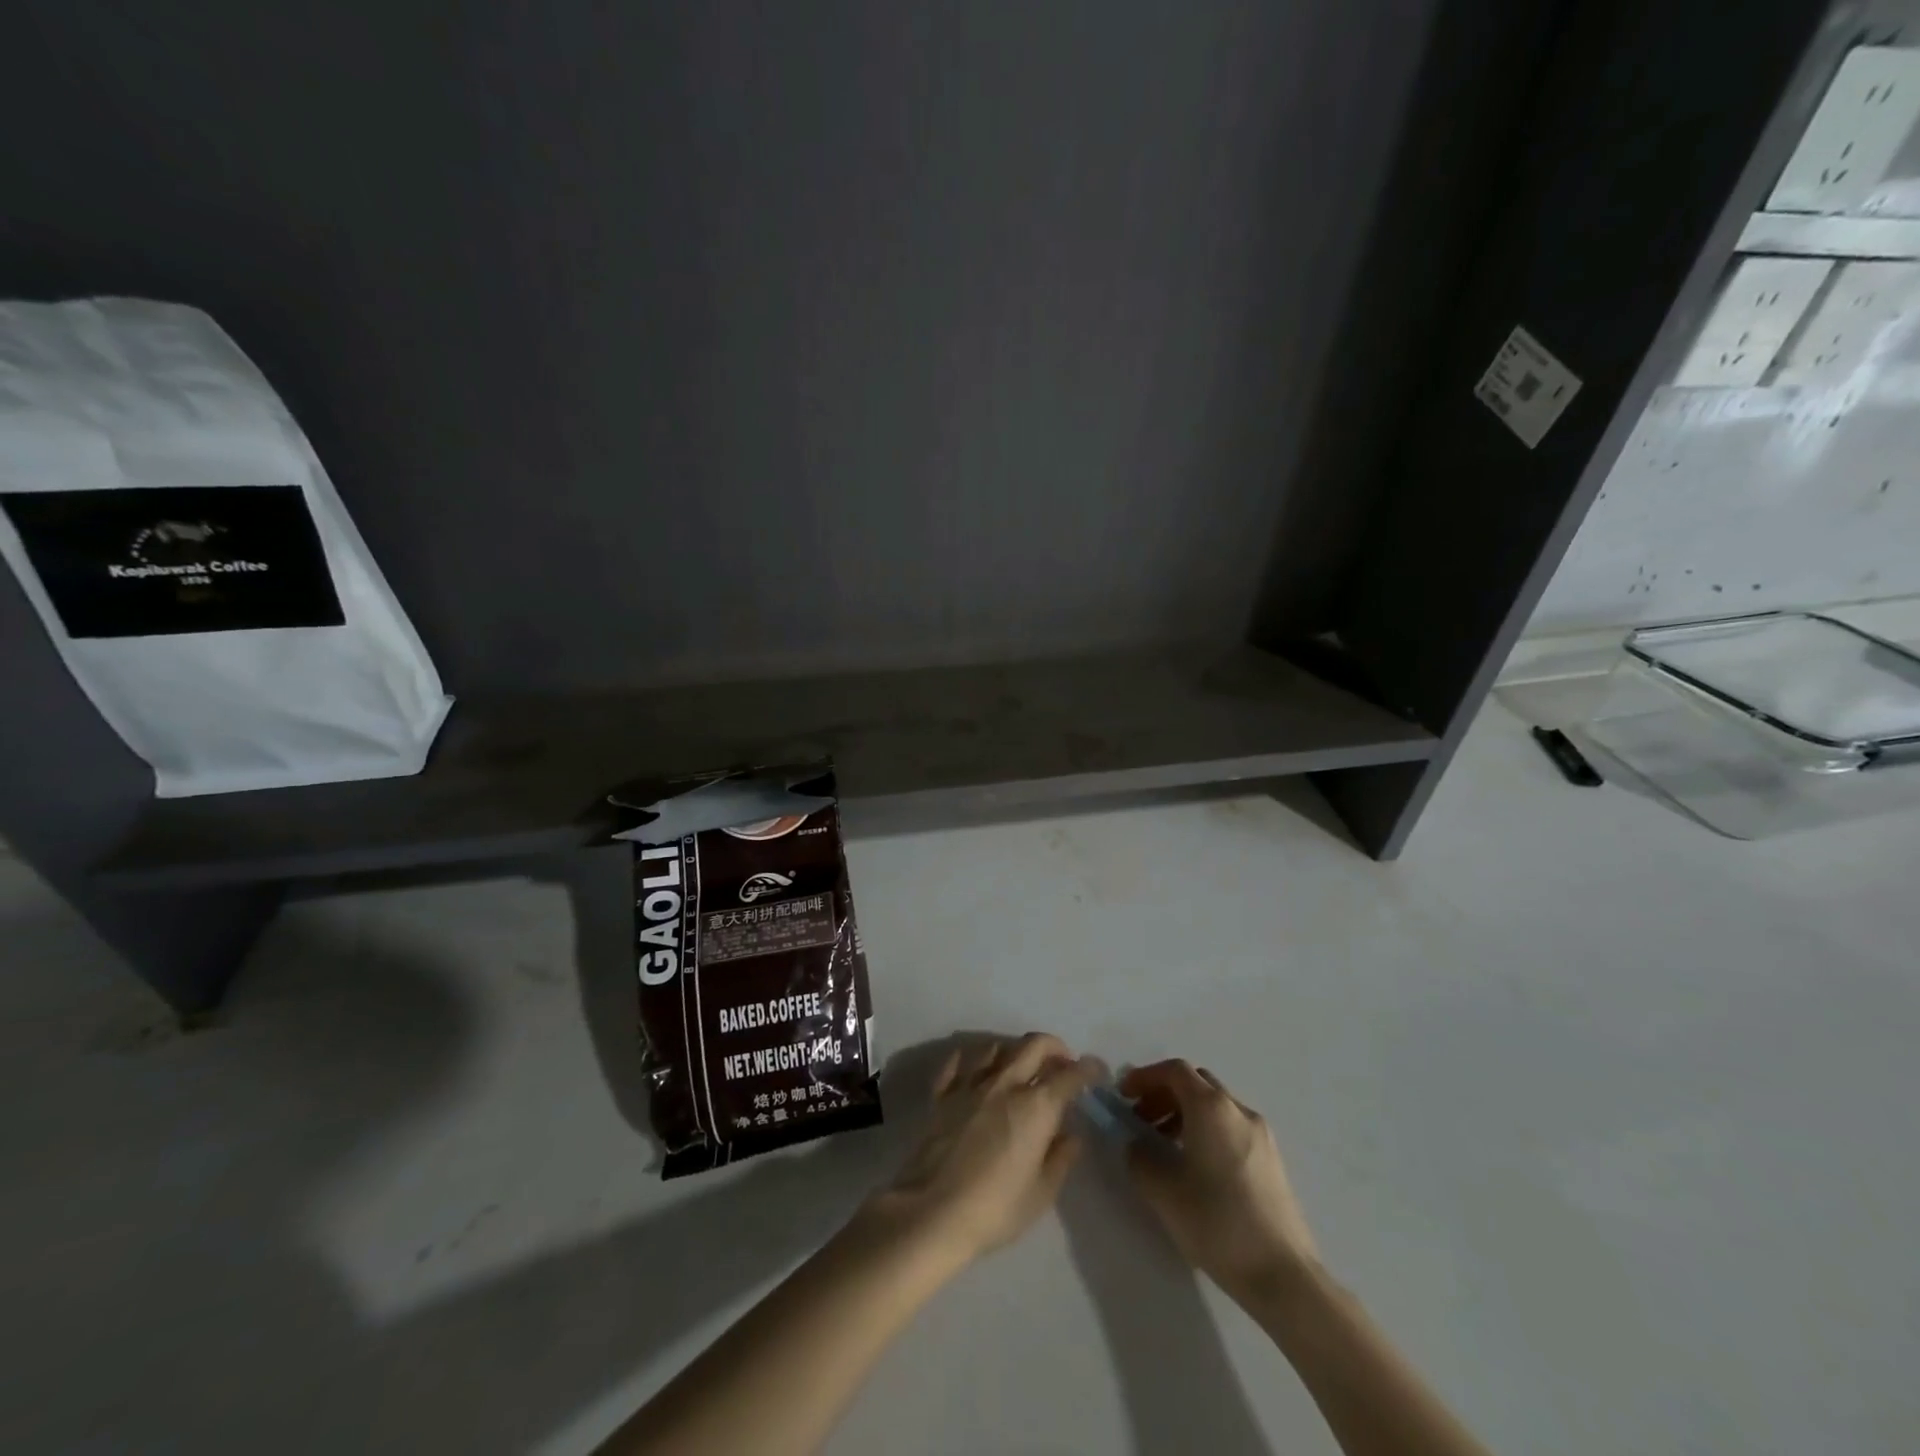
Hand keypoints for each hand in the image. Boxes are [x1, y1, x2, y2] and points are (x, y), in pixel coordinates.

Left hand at [862, 1032, 1094, 1267]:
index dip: (1088, 1068)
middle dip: (1054, 1047)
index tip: (1097, 1070)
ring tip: (1019, 1066)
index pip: (1070, 1075)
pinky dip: (969, 1059)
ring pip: (995, 1046)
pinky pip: (957, 1063)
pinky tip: (972, 1068)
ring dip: (1013, 1051)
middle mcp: (1005, 1084)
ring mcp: (970, 1084)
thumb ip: (1060, 1158)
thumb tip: (1072, 1134)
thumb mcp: (1041, 1193)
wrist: (932, 1211)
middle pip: (1033, 1045)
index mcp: (1036, 1107)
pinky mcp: (942, 1094)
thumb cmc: (995, 1209)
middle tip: (1062, 1062)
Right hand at [1120, 1060, 1318, 1303]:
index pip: (1174, 1070)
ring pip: (1214, 1106)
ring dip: (1184, 1114)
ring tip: (1164, 1146)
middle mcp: (1238, 1110)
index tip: (1124, 1096)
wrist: (1283, 1275)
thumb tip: (1137, 1144)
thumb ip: (1140, 1157)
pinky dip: (1206, 1131)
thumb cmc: (1216, 1223)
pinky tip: (1195, 1167)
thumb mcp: (1163, 1191)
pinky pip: (1230, 1127)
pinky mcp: (1272, 1160)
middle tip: (1141, 1120)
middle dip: (1164, 1094)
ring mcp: (1261, 1135)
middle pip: (1196, 1083)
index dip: (1145, 1076)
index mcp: (1211, 1107)